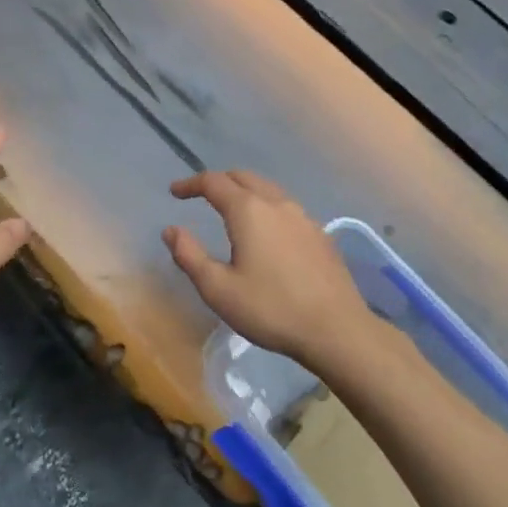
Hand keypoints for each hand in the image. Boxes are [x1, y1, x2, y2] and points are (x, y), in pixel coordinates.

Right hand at [163, 170, 370, 367]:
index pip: (213, 182)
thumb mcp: (218, 289)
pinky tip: (268, 231)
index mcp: (247, 210)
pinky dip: (267, 206)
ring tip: (233, 209)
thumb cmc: (270, 309)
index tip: (175, 192)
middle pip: (243, 177)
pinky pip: (286, 207)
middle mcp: (276, 203)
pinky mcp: (320, 234)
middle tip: (201, 195)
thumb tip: (171, 230)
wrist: (336, 329)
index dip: (190, 184)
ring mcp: (303, 216)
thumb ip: (190, 256)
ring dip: (245, 191)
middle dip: (219, 181)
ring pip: (268, 189)